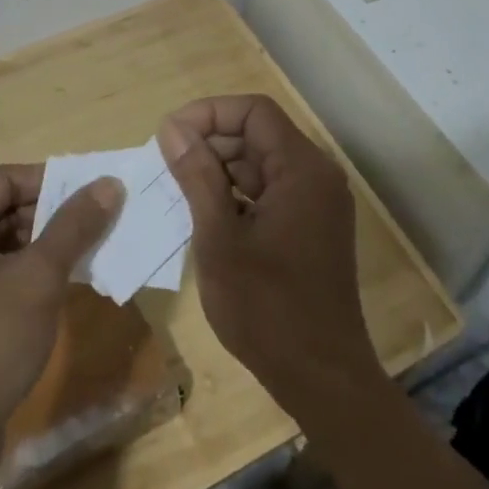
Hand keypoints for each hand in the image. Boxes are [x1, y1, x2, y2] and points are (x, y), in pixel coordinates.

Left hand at [0, 165, 121, 481]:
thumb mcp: (37, 278)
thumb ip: (74, 226)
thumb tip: (110, 183)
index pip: (6, 180)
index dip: (55, 182)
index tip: (101, 190)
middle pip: (4, 210)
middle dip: (54, 217)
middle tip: (106, 220)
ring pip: (3, 245)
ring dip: (47, 247)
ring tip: (97, 249)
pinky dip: (30, 275)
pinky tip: (69, 283)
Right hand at [160, 96, 380, 410]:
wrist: (321, 378)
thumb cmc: (267, 308)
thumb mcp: (219, 238)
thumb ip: (197, 176)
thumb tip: (172, 128)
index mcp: (302, 169)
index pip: (254, 111)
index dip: (209, 113)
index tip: (169, 135)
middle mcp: (316, 176)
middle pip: (258, 134)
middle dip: (210, 141)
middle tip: (166, 166)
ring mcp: (316, 203)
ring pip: (261, 163)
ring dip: (219, 169)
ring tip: (177, 190)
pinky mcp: (310, 227)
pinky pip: (269, 192)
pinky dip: (236, 195)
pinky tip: (204, 215)